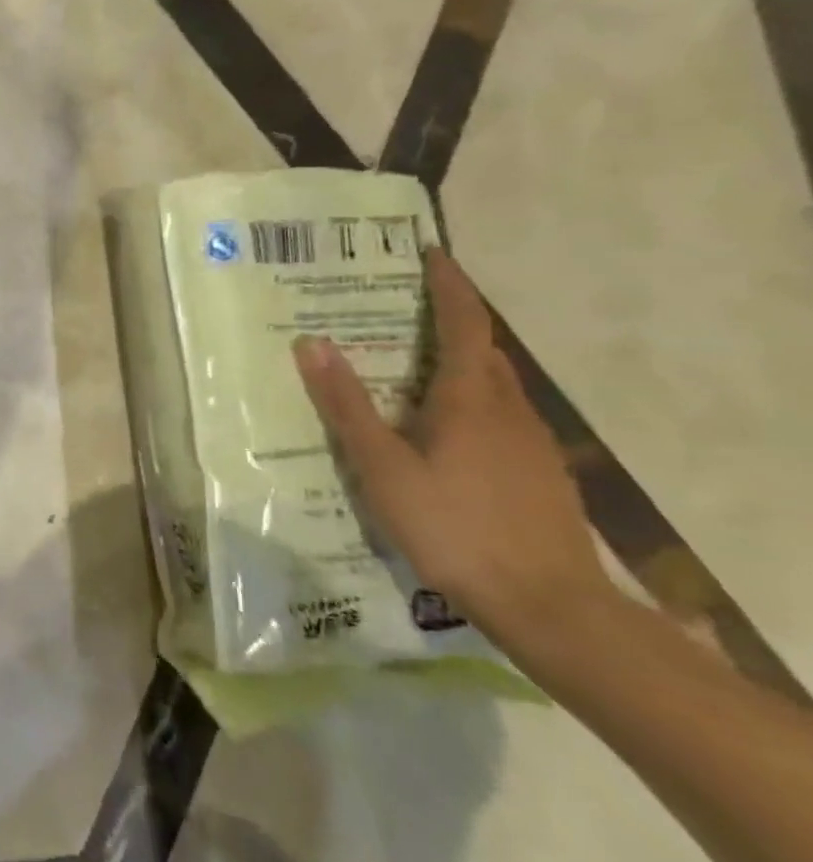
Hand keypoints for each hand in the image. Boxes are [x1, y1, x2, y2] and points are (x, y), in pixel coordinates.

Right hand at [291, 246, 612, 649]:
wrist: (550, 606)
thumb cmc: (454, 527)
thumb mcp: (382, 466)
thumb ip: (347, 404)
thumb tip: (312, 342)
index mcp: (470, 399)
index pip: (465, 324)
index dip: (451, 286)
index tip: (432, 254)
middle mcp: (509, 410)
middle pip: (483, 350)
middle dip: (451, 320)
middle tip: (405, 307)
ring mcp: (532, 444)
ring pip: (494, 385)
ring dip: (460, 361)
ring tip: (413, 364)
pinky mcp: (540, 474)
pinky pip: (501, 416)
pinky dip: (472, 400)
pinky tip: (443, 431)